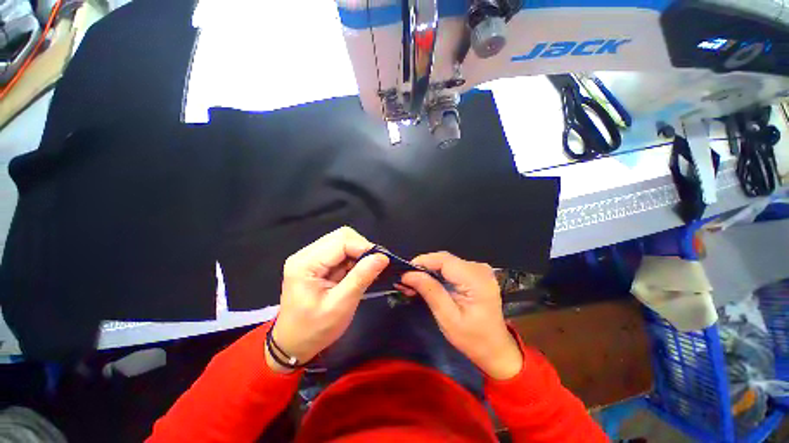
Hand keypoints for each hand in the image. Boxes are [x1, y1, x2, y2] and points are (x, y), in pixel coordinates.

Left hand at [267, 227, 388, 372]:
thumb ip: (361, 278)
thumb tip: (382, 257)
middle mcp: (306, 254)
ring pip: (343, 242)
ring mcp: (311, 257)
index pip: (341, 240)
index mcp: (306, 263)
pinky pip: (342, 252)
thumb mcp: (341, 306)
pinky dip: (354, 260)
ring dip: (359, 254)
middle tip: (375, 266)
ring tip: (368, 272)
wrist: (293, 344)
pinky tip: (358, 273)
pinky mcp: (318, 262)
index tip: (382, 261)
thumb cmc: (314, 330)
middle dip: (362, 249)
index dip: (364, 247)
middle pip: (342, 237)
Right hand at [400, 252, 522, 379]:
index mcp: (477, 279)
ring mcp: (479, 269)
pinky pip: (451, 268)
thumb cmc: (473, 339)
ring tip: (413, 284)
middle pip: (444, 259)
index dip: (422, 262)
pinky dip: (437, 274)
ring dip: (428, 271)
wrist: (496, 349)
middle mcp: (480, 268)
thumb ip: (430, 291)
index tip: (404, 272)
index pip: (444, 260)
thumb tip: (408, 274)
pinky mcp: (476, 273)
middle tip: (406, 281)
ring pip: (446, 262)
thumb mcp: (448, 318)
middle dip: (423, 268)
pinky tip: (427, 283)